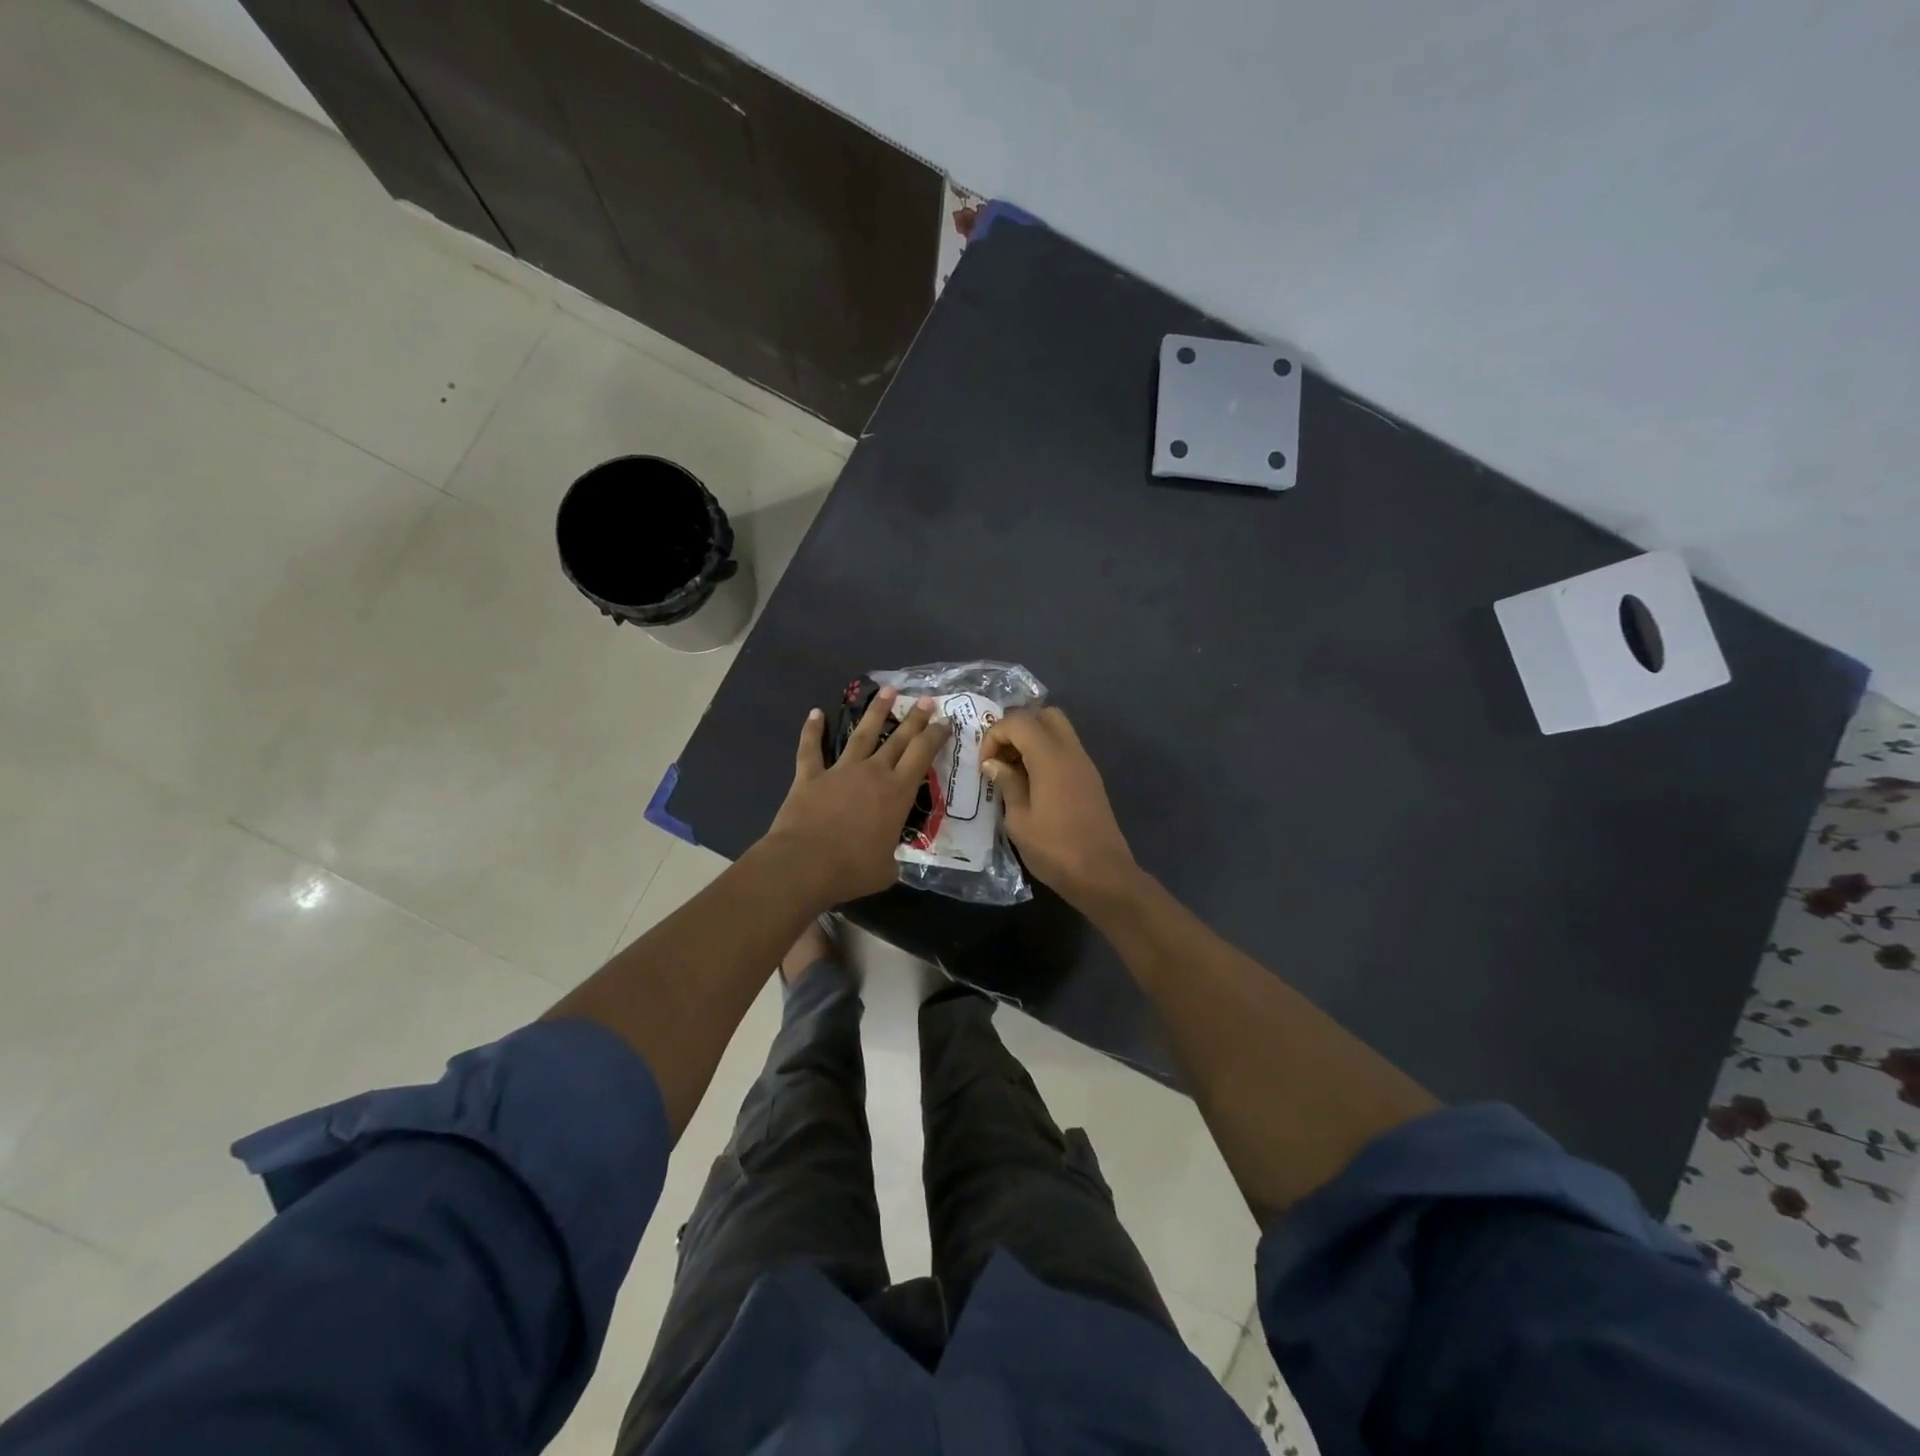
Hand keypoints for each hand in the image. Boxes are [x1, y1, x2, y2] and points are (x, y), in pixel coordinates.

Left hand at [764, 687, 951, 906]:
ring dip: (875, 712)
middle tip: (926, 699)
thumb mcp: (886, 869)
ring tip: (887, 690)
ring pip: (861, 734)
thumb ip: (892, 858)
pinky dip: (812, 730)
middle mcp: (872, 773)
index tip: (945, 721)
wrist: (803, 864)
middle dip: (915, 717)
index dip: (936, 735)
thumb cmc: (851, 869)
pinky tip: (815, 713)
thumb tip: (890, 861)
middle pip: (898, 738)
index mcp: (897, 793)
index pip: (922, 754)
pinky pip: (811, 749)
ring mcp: (840, 770)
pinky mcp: (810, 776)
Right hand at [979, 707, 1138, 910]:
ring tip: (1013, 770)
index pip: (1019, 721)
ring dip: (1033, 739)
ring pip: (1058, 730)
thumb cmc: (1055, 849)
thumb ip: (1007, 784)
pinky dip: (1046, 754)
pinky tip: (1032, 783)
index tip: (985, 764)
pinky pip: (1066, 750)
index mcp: (1050, 758)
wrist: (1102, 875)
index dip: (995, 734)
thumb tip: (993, 763)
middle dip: (1018, 727)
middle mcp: (1071, 752)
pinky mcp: (1091, 779)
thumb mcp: (1019, 820)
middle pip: (1045, 714)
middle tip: (1001, 756)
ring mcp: (1085, 764)